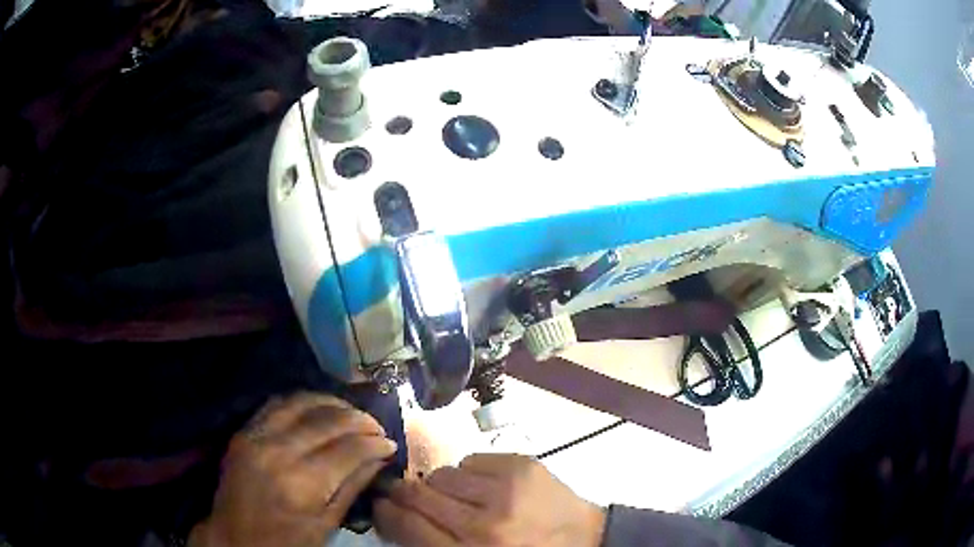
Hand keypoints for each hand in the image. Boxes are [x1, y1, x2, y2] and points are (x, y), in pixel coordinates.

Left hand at [190, 393, 397, 546]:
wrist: (234, 538)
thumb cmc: (285, 541)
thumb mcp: (325, 525)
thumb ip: (352, 487)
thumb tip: (380, 458)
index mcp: (302, 484)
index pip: (348, 449)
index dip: (375, 443)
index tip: (390, 443)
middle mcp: (279, 452)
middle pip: (327, 421)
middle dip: (360, 420)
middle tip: (376, 427)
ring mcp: (256, 437)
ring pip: (301, 403)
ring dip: (332, 403)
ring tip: (351, 412)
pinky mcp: (243, 432)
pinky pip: (276, 404)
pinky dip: (301, 401)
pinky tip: (317, 408)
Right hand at [374, 453, 605, 546]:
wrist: (586, 542)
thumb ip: (433, 544)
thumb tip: (396, 516)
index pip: (406, 526)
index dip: (385, 512)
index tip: (381, 504)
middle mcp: (483, 525)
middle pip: (418, 495)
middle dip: (405, 493)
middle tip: (407, 494)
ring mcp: (505, 491)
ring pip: (442, 474)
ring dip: (443, 486)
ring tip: (462, 497)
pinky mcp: (523, 465)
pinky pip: (472, 460)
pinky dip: (472, 473)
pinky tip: (489, 488)